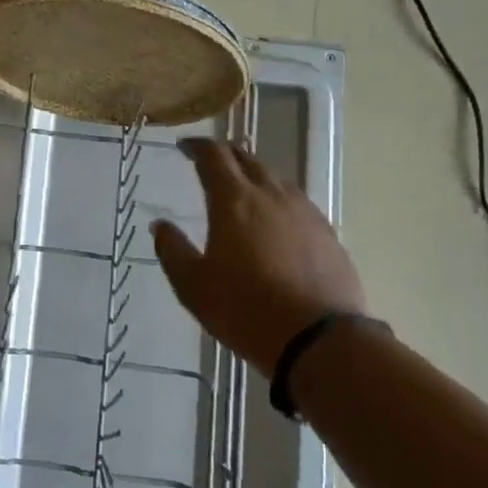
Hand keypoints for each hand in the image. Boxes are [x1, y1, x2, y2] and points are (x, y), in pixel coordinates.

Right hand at [151, 139, 367, 376]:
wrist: (320, 341)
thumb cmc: (245, 310)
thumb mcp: (193, 286)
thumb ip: (172, 250)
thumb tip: (160, 225)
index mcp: (233, 200)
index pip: (213, 156)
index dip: (197, 147)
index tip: (184, 147)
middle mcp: (270, 195)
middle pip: (247, 159)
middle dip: (226, 155)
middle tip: (211, 163)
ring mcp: (303, 212)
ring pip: (275, 178)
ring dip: (254, 175)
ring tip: (243, 188)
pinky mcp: (327, 233)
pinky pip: (297, 202)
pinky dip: (279, 199)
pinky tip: (277, 218)